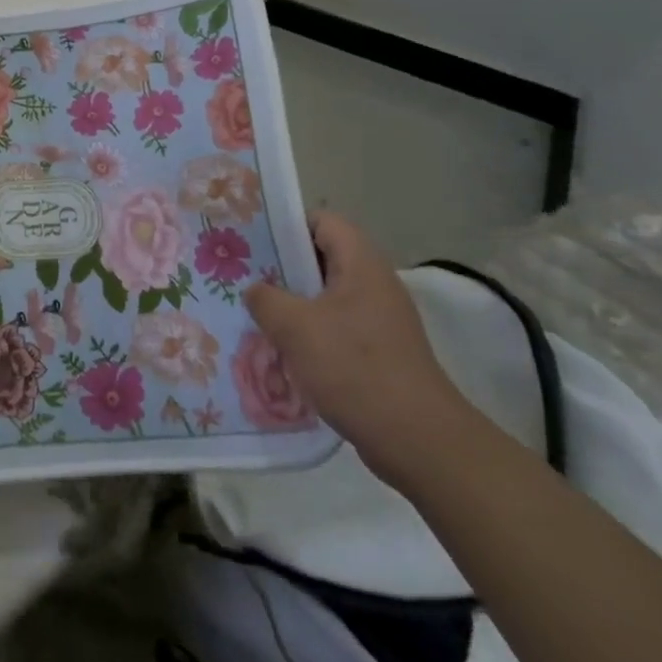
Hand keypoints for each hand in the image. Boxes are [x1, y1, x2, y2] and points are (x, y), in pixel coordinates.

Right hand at [244, 211, 470, 485]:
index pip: (323, 221)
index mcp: (361, 264)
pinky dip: (311, 333)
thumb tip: (255, 290)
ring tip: (257, 315)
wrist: (416, 439)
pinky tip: (283, 352)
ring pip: (327, 296)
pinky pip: (337, 327)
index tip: (253, 241)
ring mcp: (380, 320)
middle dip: (283, 267)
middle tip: (244, 276)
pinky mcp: (380, 352)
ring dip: (294, 304)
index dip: (287, 225)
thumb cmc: (354, 367)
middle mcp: (374, 284)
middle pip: (323, 258)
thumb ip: (265, 299)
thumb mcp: (295, 327)